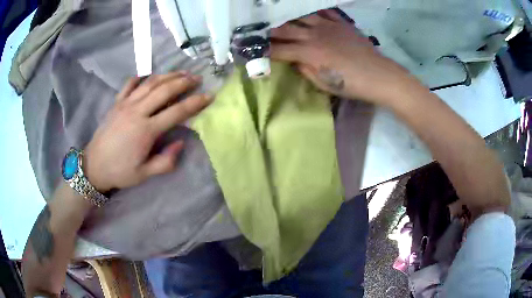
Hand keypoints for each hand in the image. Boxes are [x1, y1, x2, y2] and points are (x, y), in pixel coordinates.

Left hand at [83, 72, 211, 191]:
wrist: (94, 166)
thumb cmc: (120, 172)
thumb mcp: (144, 174)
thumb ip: (165, 161)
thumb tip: (181, 142)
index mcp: (146, 130)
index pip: (176, 112)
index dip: (195, 103)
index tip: (209, 96)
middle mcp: (137, 112)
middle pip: (165, 90)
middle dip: (184, 82)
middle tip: (197, 78)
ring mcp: (125, 104)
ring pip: (150, 83)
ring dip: (168, 75)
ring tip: (181, 72)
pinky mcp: (116, 103)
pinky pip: (129, 84)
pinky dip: (140, 77)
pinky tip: (148, 75)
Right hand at [270, 9, 414, 104]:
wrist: (378, 75)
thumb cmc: (351, 84)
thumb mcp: (324, 84)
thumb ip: (305, 70)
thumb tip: (294, 61)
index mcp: (309, 53)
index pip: (279, 50)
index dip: (264, 50)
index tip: (252, 50)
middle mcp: (314, 35)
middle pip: (285, 29)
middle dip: (269, 31)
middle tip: (258, 30)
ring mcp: (328, 26)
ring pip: (301, 17)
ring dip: (288, 17)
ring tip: (279, 18)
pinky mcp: (341, 23)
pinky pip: (324, 12)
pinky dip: (313, 11)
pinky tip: (306, 12)